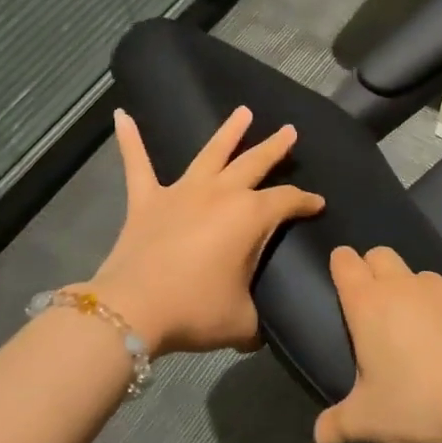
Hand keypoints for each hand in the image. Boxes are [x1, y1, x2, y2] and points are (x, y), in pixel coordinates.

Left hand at [87, 107, 323, 355]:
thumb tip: (260, 330)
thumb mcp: (242, 321)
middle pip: (254, 163)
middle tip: (289, 131)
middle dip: (275, 147)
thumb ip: (258, 319)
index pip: (287, 201)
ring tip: (242, 112)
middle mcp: (220, 194)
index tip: (318, 204)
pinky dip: (131, 140)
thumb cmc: (196, 310)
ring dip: (228, 132)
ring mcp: (181, 192)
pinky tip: (123, 116)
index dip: (305, 202)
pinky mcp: (146, 201)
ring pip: (211, 153)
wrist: (133, 310)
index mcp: (250, 216)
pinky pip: (138, 164)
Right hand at [313, 246, 441, 442]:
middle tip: (377, 307)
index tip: (342, 280)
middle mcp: (403, 285)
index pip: (345, 262)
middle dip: (374, 269)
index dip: (341, 265)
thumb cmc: (416, 403)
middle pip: (381, 255)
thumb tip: (320, 437)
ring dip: (414, 292)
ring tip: (422, 329)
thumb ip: (338, 425)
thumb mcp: (367, 422)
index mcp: (368, 304)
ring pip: (420, 274)